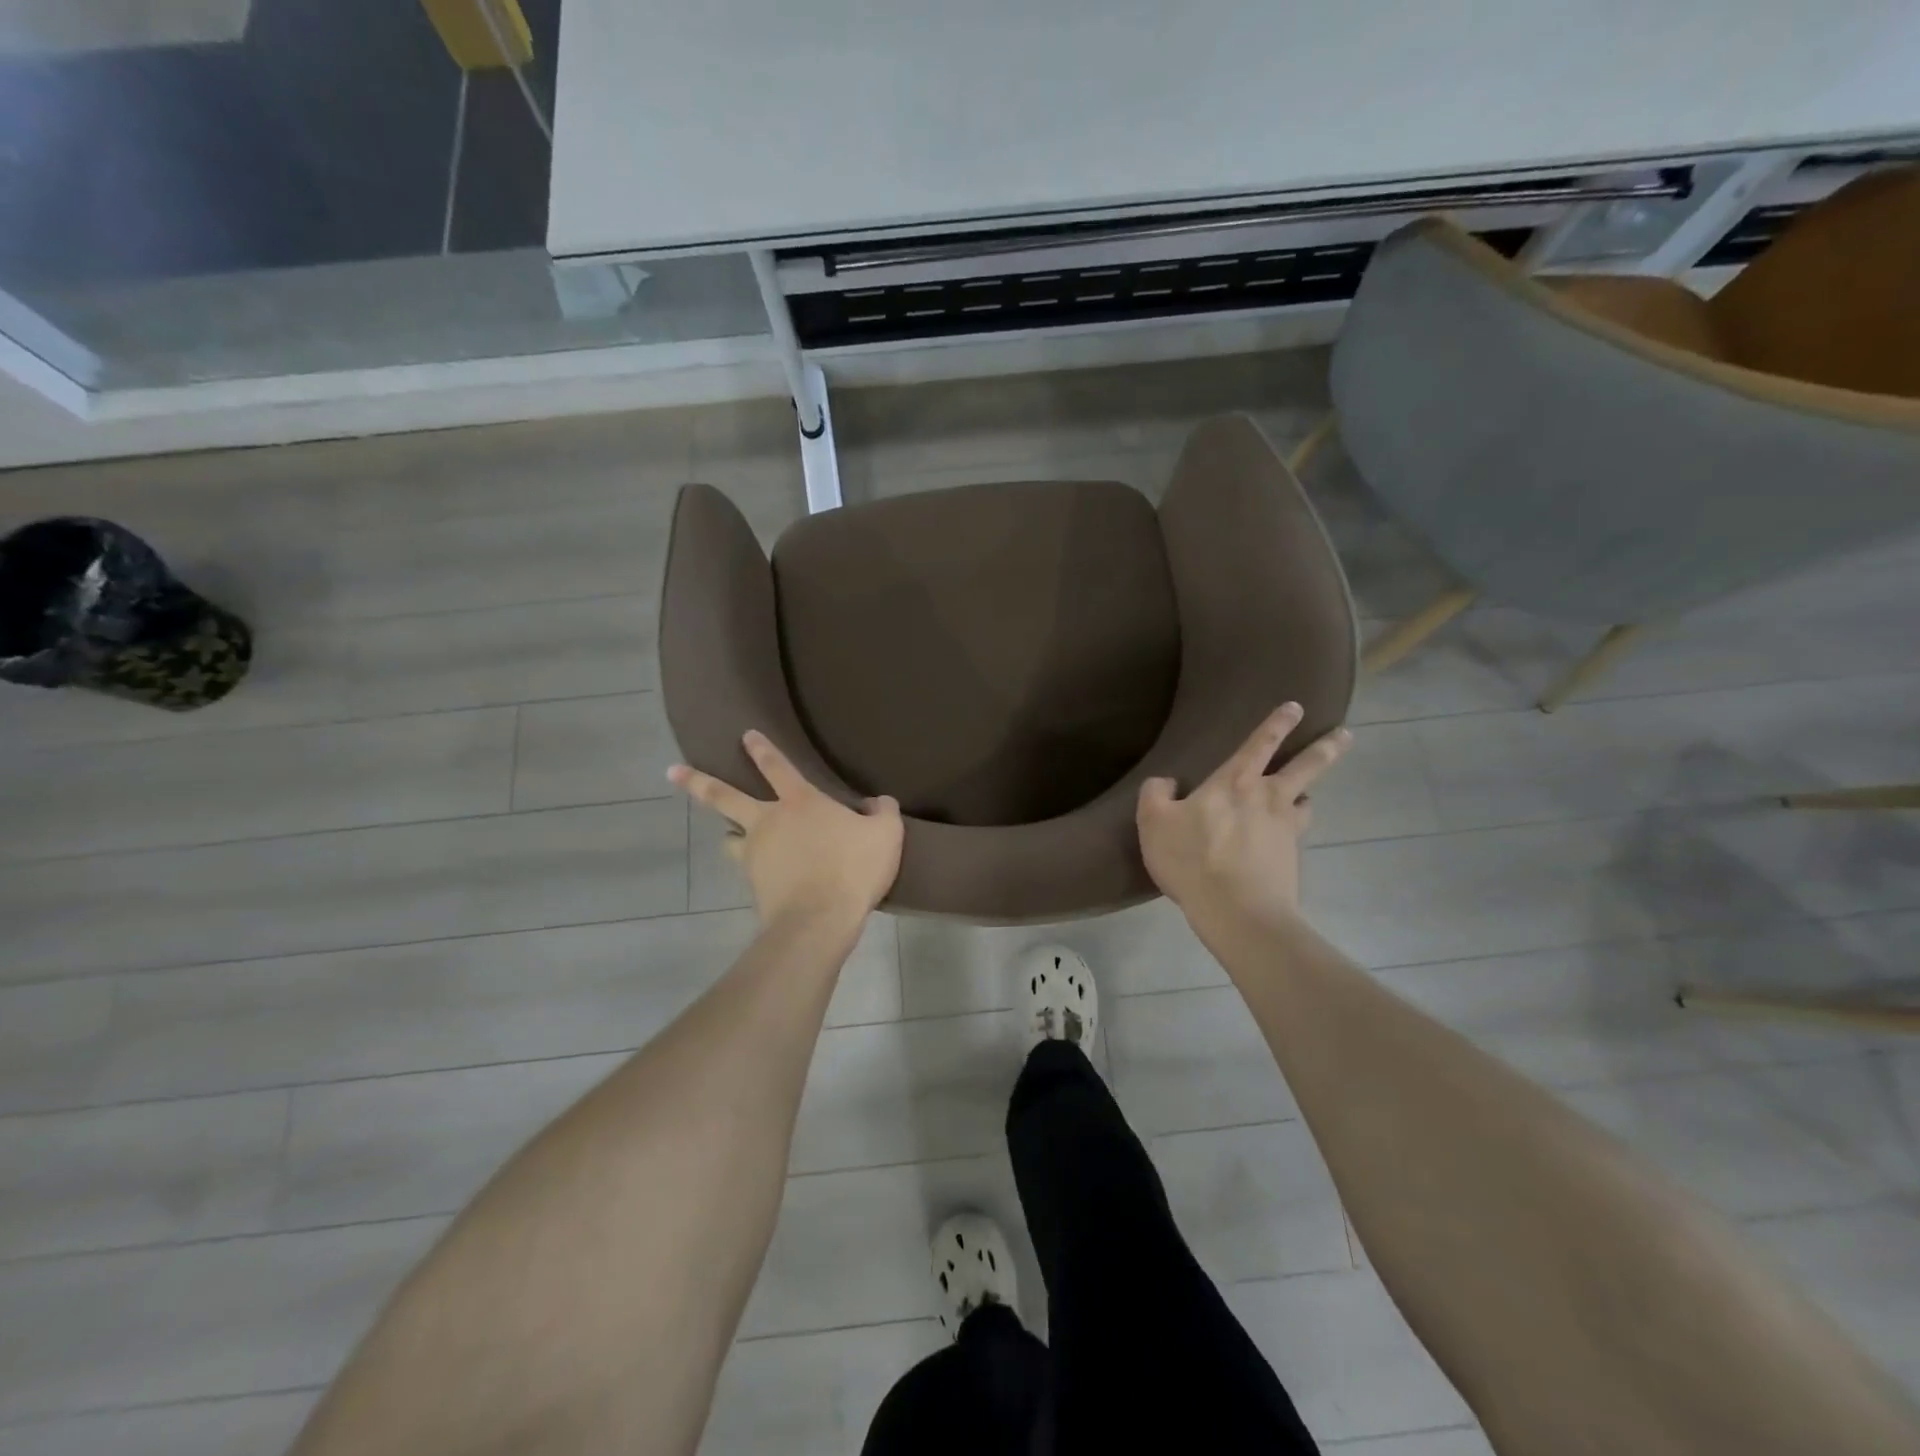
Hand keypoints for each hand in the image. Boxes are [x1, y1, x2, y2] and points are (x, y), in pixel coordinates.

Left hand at [670, 730, 903, 930]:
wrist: (819, 921)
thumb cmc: (853, 868)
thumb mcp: (886, 834)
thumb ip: (883, 812)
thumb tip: (877, 802)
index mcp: (800, 802)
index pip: (776, 766)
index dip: (762, 749)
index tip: (745, 735)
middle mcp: (768, 821)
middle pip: (724, 797)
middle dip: (697, 782)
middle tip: (671, 771)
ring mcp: (754, 855)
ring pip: (731, 838)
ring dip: (730, 834)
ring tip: (731, 838)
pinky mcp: (752, 885)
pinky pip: (748, 869)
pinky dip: (754, 868)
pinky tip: (766, 877)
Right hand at [1136, 703, 1350, 924]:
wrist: (1237, 911)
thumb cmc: (1192, 859)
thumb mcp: (1154, 822)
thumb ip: (1155, 794)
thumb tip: (1166, 782)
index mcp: (1234, 782)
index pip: (1260, 743)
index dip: (1277, 723)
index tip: (1296, 706)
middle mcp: (1268, 798)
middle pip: (1306, 766)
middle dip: (1326, 747)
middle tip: (1345, 734)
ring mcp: (1286, 829)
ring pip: (1305, 802)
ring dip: (1306, 796)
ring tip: (1304, 797)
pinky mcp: (1292, 859)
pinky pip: (1296, 836)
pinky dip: (1292, 832)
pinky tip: (1284, 840)